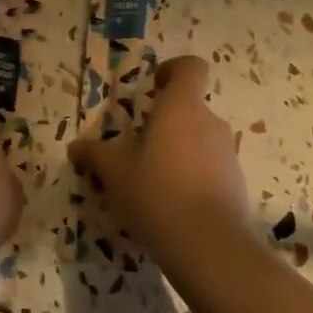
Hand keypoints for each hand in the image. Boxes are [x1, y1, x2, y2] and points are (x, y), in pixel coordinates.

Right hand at [69, 56, 248, 259]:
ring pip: (199, 139)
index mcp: (181, 108)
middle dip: (165, 121)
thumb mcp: (114, 172)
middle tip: (136, 146)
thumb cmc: (155, 192)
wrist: (207, 244)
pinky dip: (192, 176)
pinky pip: (210, 167)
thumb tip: (75, 147)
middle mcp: (210, 123)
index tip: (152, 87)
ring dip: (178, 150)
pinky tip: (170, 203)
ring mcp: (227, 154)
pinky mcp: (236, 183)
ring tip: (150, 179)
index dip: (172, 70)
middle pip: (189, 108)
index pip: (189, 68)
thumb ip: (94, 154)